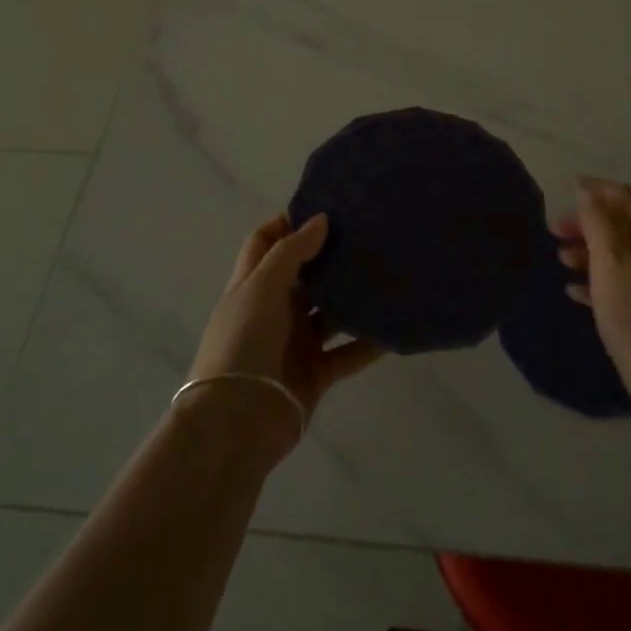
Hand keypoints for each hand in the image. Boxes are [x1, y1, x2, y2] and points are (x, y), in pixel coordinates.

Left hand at [185, 214, 384, 461]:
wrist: (236, 422)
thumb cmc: (243, 343)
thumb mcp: (261, 288)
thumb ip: (291, 253)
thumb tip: (320, 220)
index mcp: (253, 284)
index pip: (266, 241)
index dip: (288, 222)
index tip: (326, 208)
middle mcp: (274, 309)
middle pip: (304, 274)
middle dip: (330, 256)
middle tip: (368, 235)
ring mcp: (294, 343)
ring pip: (330, 312)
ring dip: (354, 299)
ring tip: (389, 275)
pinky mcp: (315, 373)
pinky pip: (348, 353)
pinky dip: (368, 342)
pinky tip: (394, 328)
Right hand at [554, 178, 630, 402]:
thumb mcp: (611, 264)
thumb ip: (598, 224)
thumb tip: (588, 193)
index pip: (628, 199)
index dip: (598, 189)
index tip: (568, 186)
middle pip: (623, 226)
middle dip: (588, 223)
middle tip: (554, 231)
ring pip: (622, 255)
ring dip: (590, 252)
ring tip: (560, 260)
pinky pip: (624, 283)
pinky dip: (598, 280)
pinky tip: (574, 291)